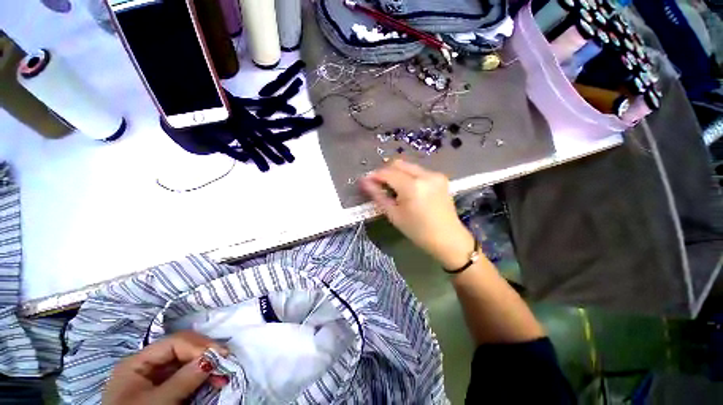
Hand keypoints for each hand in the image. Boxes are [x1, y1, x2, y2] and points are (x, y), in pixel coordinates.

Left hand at [103, 331, 228, 404]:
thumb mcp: (158, 402)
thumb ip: (183, 380)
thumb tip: (213, 358)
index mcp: (136, 362)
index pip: (174, 342)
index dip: (199, 345)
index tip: (220, 355)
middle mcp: (145, 364)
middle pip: (181, 349)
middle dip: (205, 354)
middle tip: (226, 362)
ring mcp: (154, 377)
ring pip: (186, 361)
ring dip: (206, 365)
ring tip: (222, 374)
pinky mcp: (163, 388)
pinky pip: (185, 374)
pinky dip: (200, 376)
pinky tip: (212, 379)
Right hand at [360, 160, 475, 269]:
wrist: (448, 238)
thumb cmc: (417, 231)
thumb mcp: (394, 215)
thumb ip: (378, 195)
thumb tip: (364, 182)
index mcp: (412, 186)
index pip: (387, 173)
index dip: (374, 175)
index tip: (366, 181)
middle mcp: (425, 175)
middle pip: (398, 164)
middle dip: (386, 172)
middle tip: (379, 185)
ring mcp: (435, 175)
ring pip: (409, 166)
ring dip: (397, 173)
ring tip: (393, 188)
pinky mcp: (440, 178)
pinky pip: (419, 171)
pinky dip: (409, 176)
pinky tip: (408, 189)